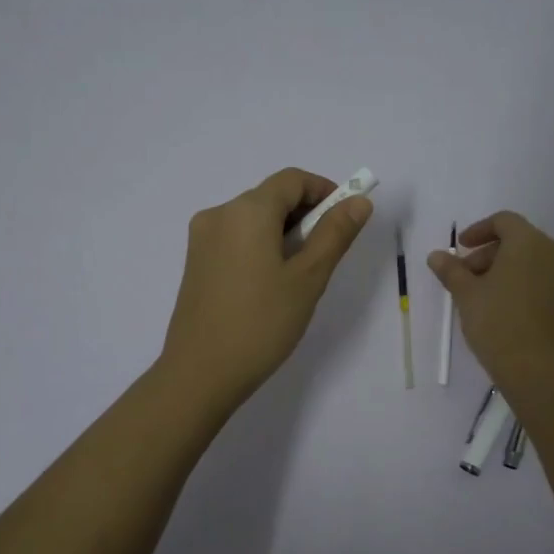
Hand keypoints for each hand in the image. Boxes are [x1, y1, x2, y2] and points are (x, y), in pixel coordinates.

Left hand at [160, 167, 372, 407]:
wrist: (200, 374)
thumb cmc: (261, 324)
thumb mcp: (308, 278)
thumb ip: (335, 234)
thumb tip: (358, 201)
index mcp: (246, 210)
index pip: (293, 180)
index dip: (325, 191)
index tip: (346, 220)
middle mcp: (219, 214)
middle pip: (271, 196)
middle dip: (306, 214)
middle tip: (327, 254)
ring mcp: (202, 238)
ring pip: (254, 218)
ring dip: (284, 232)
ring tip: (301, 275)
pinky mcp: (195, 262)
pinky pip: (236, 238)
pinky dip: (261, 245)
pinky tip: (271, 283)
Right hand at [427, 211, 553, 392]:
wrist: (537, 370)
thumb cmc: (497, 322)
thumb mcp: (466, 294)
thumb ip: (451, 270)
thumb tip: (436, 256)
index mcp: (530, 242)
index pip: (504, 221)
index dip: (478, 231)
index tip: (460, 249)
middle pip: (519, 241)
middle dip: (489, 254)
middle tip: (466, 277)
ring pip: (533, 261)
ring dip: (506, 270)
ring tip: (482, 295)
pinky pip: (545, 280)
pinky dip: (524, 284)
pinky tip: (505, 307)